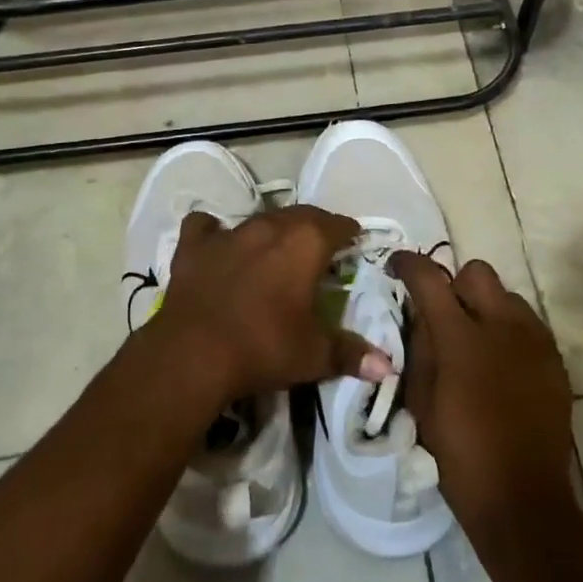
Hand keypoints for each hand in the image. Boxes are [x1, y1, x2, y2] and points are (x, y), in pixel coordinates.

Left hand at [152, 207, 392, 402]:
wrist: (194, 354)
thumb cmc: (264, 347)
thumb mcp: (314, 355)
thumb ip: (351, 354)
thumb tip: (388, 366)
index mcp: (306, 242)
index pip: (337, 225)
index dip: (348, 233)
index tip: (354, 242)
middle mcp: (270, 226)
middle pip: (301, 215)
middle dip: (315, 227)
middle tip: (320, 247)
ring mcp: (229, 232)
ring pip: (259, 219)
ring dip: (272, 230)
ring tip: (276, 250)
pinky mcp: (195, 245)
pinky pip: (206, 226)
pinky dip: (214, 232)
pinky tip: (218, 246)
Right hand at [391, 253, 575, 534]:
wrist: (523, 500)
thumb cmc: (460, 453)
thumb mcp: (420, 400)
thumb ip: (419, 346)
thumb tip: (420, 313)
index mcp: (461, 337)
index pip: (429, 277)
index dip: (407, 264)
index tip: (396, 267)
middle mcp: (502, 325)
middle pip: (477, 272)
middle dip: (455, 284)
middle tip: (444, 315)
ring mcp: (535, 340)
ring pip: (507, 295)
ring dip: (486, 308)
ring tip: (476, 343)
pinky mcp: (555, 359)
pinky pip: (528, 324)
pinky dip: (509, 331)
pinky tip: (501, 365)